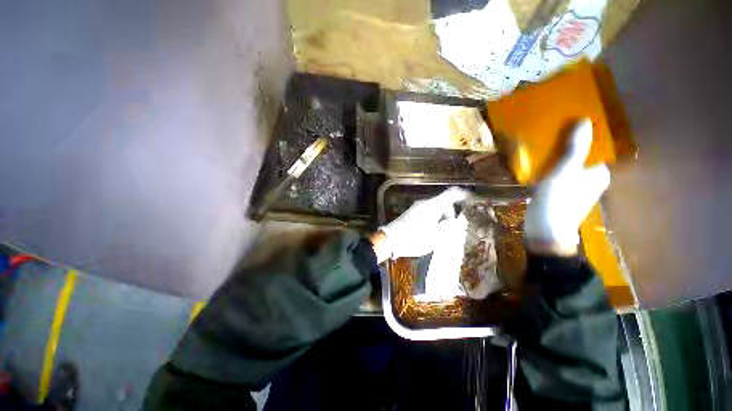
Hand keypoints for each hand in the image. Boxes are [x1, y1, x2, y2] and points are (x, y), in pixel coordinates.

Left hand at [374, 187, 469, 261]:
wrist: (390, 240)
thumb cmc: (414, 238)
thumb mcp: (436, 236)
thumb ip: (450, 227)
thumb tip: (459, 220)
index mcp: (433, 205)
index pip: (451, 193)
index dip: (463, 195)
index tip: (472, 201)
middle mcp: (425, 203)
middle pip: (443, 202)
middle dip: (451, 213)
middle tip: (453, 228)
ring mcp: (417, 208)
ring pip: (435, 209)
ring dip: (442, 218)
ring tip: (442, 233)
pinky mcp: (411, 214)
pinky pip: (428, 213)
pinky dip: (434, 220)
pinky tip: (431, 232)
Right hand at [524, 119, 610, 255]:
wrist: (545, 232)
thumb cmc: (557, 202)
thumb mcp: (564, 173)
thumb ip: (575, 149)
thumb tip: (585, 120)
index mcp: (598, 172)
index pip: (593, 146)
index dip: (580, 134)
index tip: (564, 123)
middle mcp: (591, 178)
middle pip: (579, 155)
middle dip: (565, 143)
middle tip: (548, 132)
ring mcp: (575, 187)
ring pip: (567, 165)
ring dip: (555, 155)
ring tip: (539, 145)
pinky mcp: (561, 193)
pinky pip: (557, 174)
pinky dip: (549, 167)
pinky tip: (536, 164)